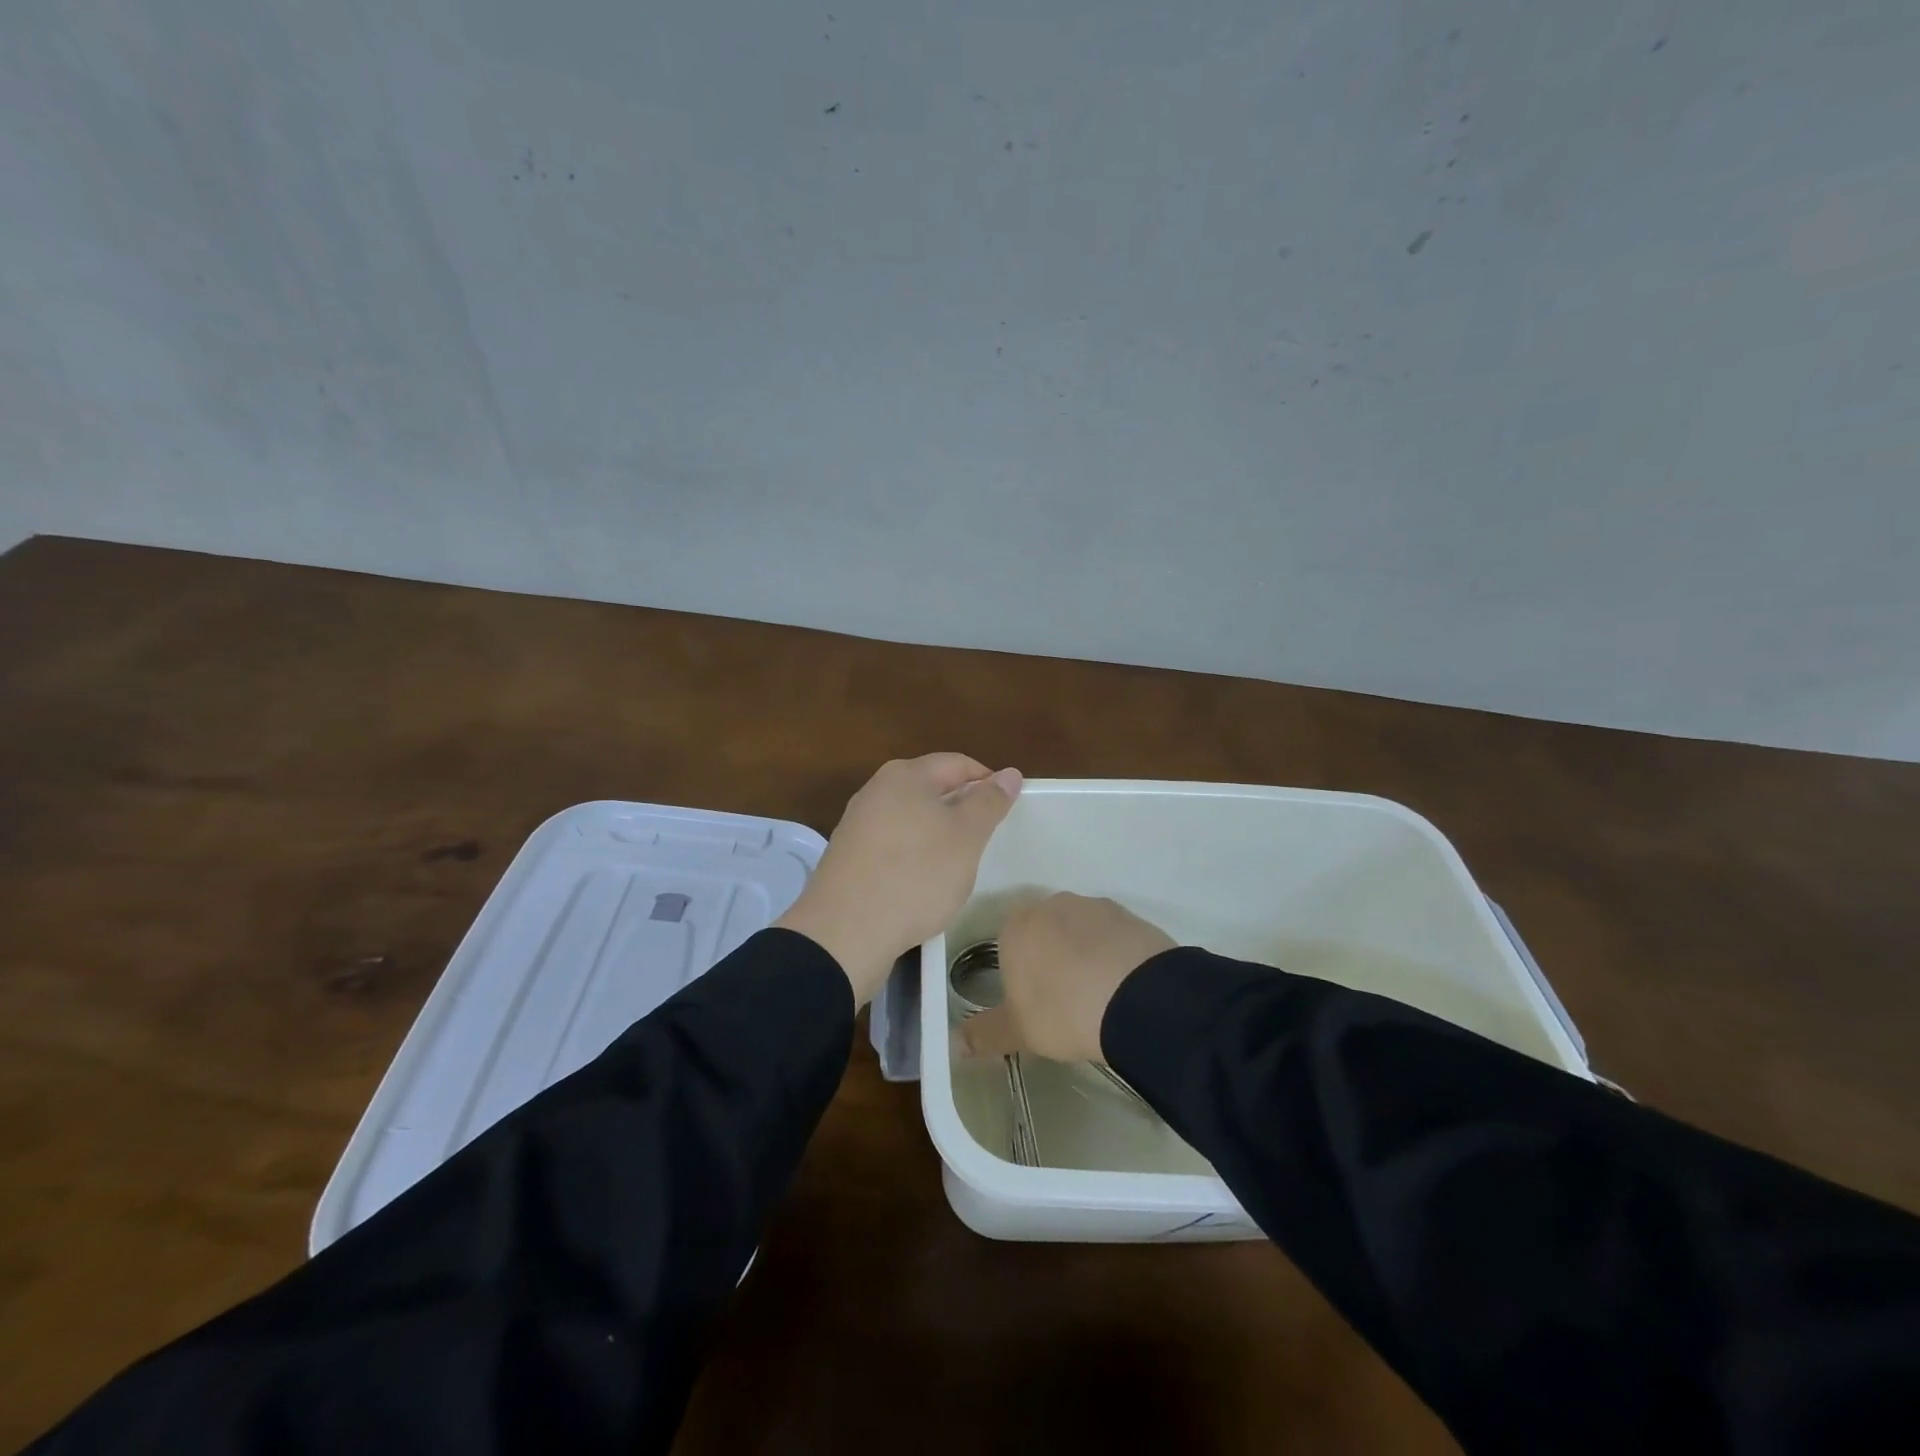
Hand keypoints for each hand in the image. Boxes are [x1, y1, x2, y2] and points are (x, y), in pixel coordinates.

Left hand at [776, 754, 1022, 1004]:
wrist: (845, 931)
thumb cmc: (915, 875)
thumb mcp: (966, 837)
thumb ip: (989, 802)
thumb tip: (1009, 774)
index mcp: (905, 775)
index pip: (958, 764)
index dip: (988, 782)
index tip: (1009, 809)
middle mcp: (876, 790)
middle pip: (931, 789)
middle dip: (962, 809)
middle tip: (986, 839)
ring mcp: (857, 824)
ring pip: (911, 819)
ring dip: (937, 835)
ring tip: (958, 864)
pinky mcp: (848, 857)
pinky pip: (892, 845)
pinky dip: (913, 856)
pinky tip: (922, 883)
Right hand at [960, 893, 1175, 1062]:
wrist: (1137, 999)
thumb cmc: (1064, 1011)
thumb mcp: (1018, 1031)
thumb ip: (983, 1034)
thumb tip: (953, 1043)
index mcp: (1016, 927)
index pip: (1008, 945)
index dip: (1020, 975)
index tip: (1034, 1004)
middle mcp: (1051, 905)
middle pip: (1044, 933)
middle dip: (1051, 959)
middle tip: (1064, 1000)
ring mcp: (1093, 906)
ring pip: (1079, 931)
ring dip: (1083, 954)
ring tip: (1098, 995)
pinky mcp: (1129, 915)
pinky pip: (1112, 935)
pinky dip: (1113, 954)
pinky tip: (1122, 985)